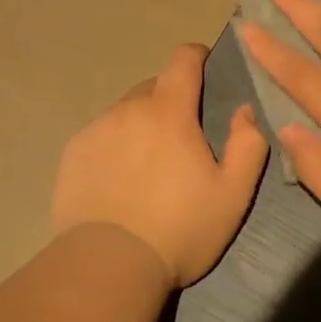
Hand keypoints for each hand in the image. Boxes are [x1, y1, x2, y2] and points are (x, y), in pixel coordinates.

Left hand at [51, 43, 269, 288]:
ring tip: (147, 164)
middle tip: (181, 137)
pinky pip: (100, 135)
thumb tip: (245, 109)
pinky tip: (118, 179)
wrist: (109, 265)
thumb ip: (248, 144)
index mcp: (169, 112)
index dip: (197, 56)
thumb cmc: (180, 229)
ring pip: (124, 112)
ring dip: (140, 124)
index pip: (182, 60)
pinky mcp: (72, 154)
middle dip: (170, 100)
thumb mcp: (233, 194)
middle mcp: (128, 110)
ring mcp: (95, 130)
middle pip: (153, 87)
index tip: (205, 67)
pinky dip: (114, 145)